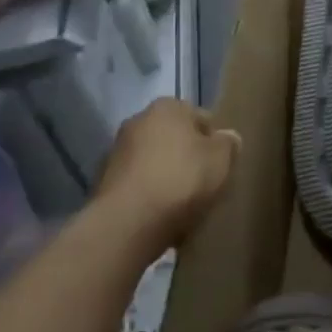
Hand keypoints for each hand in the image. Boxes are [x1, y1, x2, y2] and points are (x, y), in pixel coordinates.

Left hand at [97, 99, 238, 245]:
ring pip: (154, 162)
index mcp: (167, 107)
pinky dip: (149, 195)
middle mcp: (138, 121)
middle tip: (204, 183)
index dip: (214, 141)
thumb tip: (227, 138)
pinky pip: (138, 185)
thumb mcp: (222, 159)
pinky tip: (160, 216)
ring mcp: (116, 152)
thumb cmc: (181, 180)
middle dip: (187, 157)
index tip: (220, 165)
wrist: (128, 223)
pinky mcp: (102, 183)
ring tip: (182, 205)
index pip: (201, 118)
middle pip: (174, 139)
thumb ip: (229, 143)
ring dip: (166, 176)